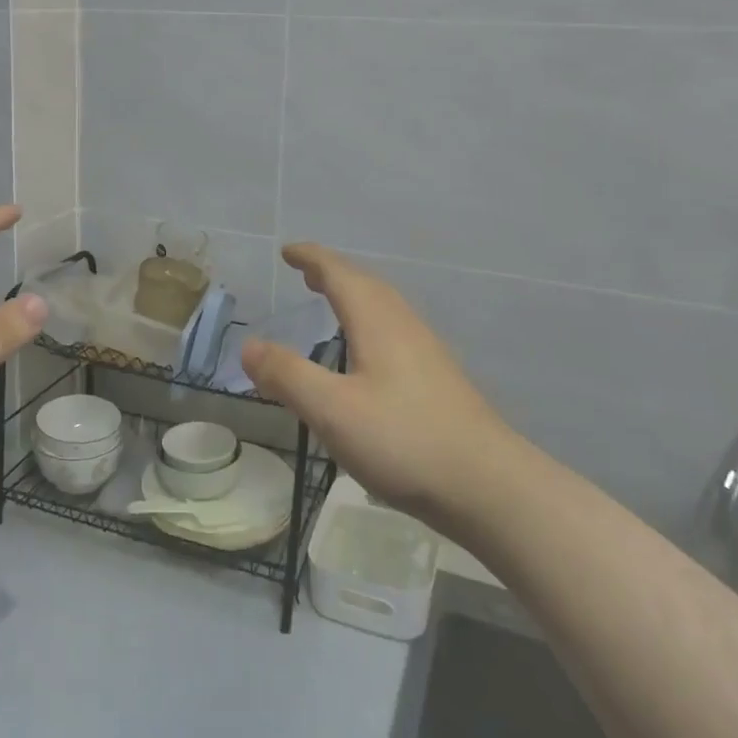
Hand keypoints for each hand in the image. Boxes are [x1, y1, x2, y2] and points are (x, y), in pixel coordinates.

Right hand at [241, 243, 511, 530]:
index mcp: (377, 321)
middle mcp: (403, 326)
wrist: (489, 487)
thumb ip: (287, 376)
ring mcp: (426, 352)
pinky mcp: (437, 379)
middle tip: (305, 271)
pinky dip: (368, 322)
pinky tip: (366, 354)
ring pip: (383, 307)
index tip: (288, 251)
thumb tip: (248, 346)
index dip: (312, 258)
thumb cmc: (404, 440)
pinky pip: (393, 330)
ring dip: (353, 295)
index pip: (339, 274)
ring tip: (331, 301)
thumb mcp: (332, 410)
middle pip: (365, 285)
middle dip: (332, 272)